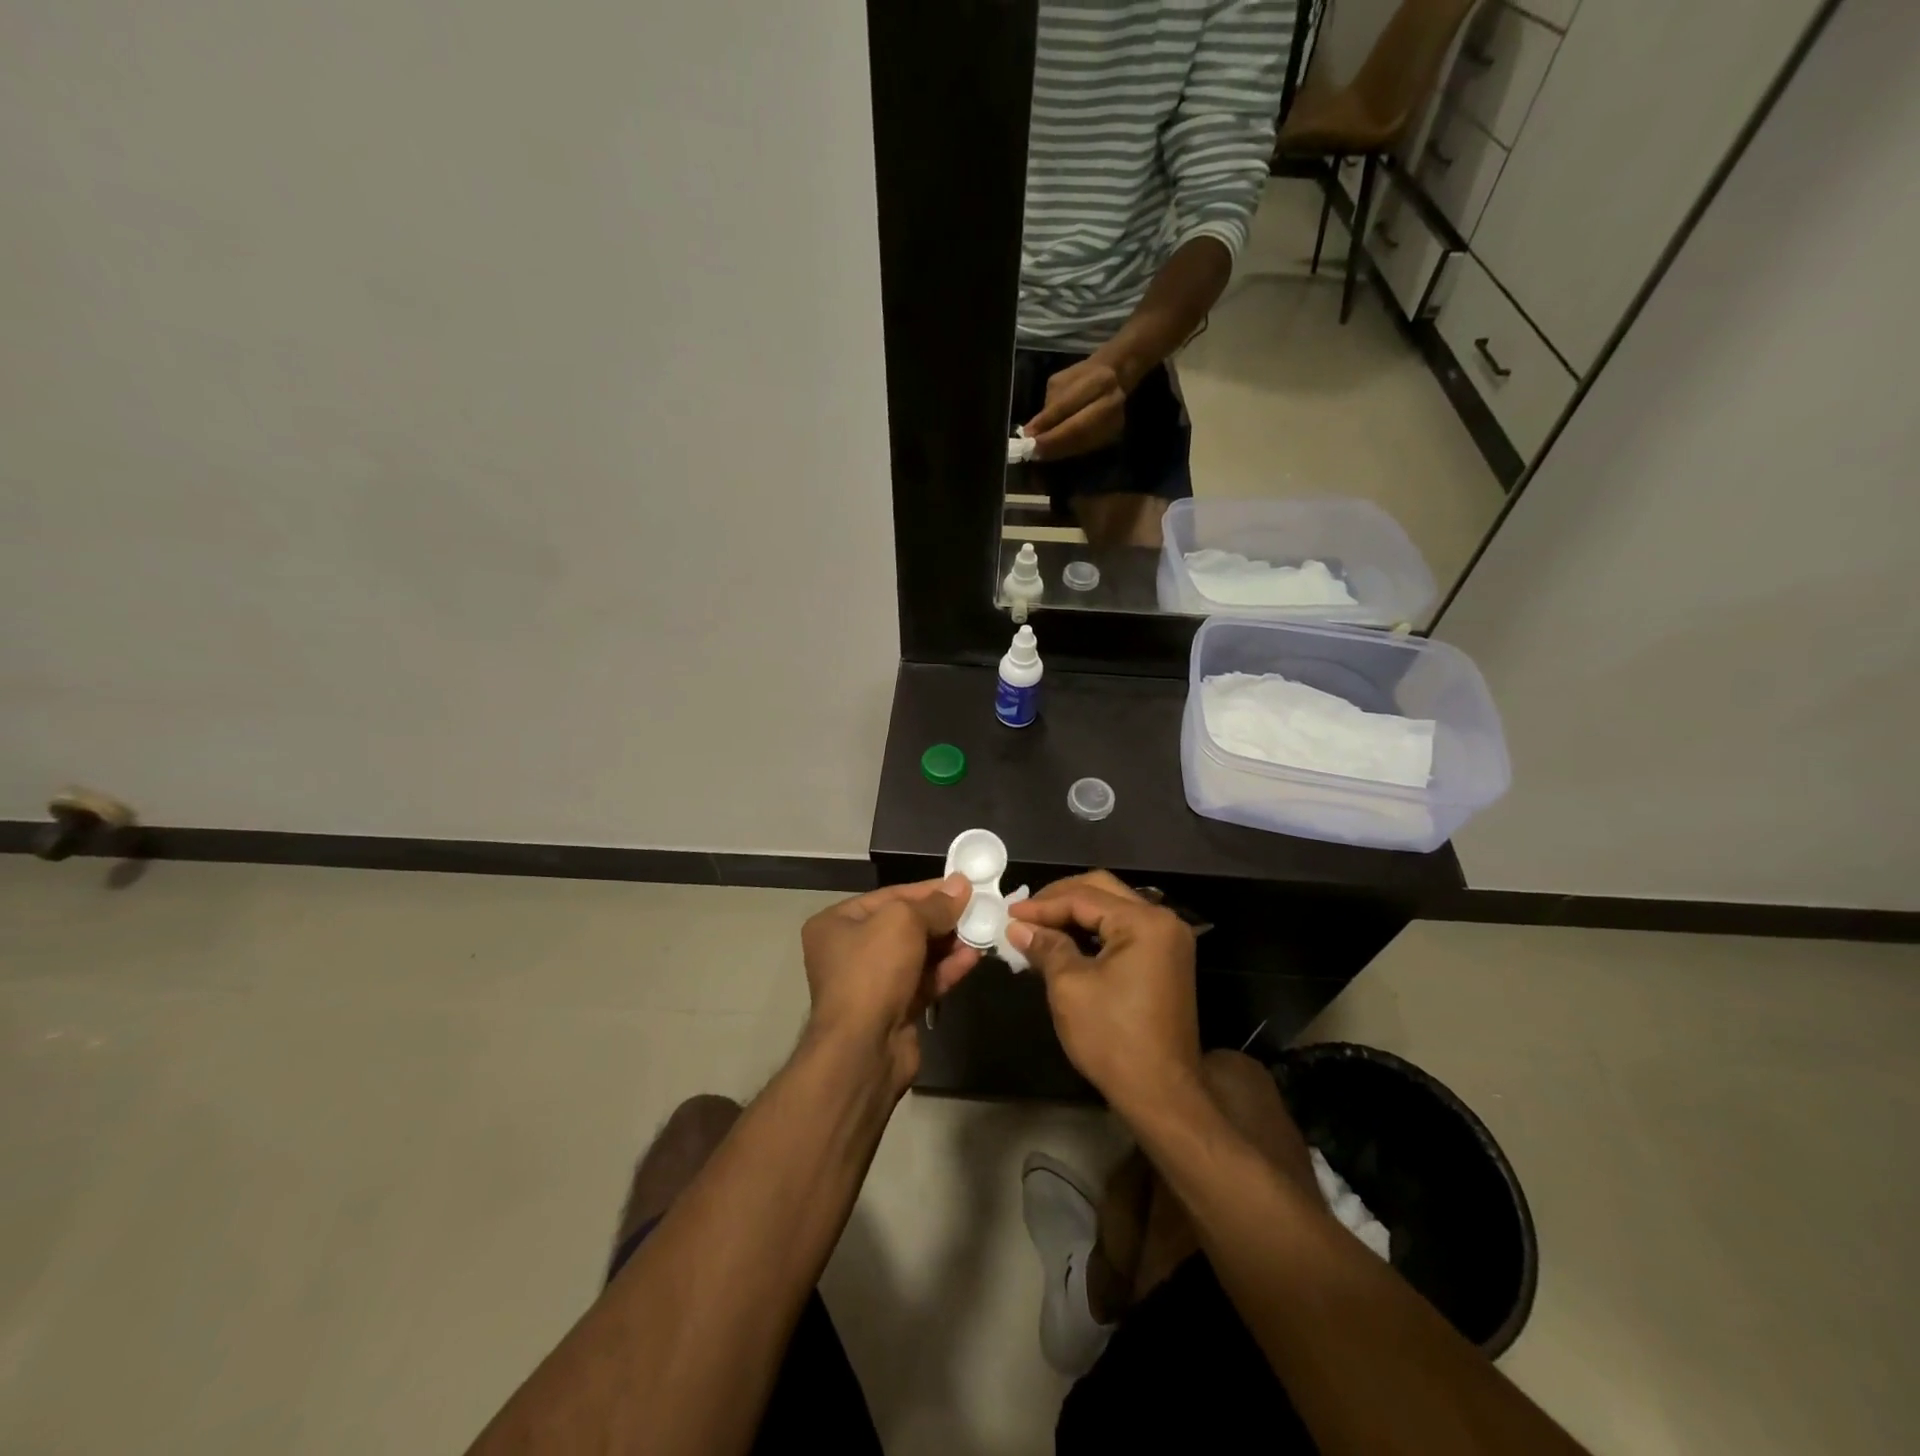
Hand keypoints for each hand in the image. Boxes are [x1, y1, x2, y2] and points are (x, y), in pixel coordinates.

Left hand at [800, 875, 981, 1095]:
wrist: (863, 1049)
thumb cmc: (873, 970)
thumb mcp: (904, 922)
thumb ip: (935, 904)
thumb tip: (961, 885)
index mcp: (838, 923)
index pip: (891, 896)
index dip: (929, 889)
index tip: (964, 885)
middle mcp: (850, 950)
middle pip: (905, 925)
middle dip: (942, 918)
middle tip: (979, 908)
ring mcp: (872, 982)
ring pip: (918, 954)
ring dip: (950, 943)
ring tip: (983, 930)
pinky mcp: (894, 1008)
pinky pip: (924, 980)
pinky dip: (948, 968)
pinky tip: (974, 956)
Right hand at [1007, 871, 1199, 1112]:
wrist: (1161, 1094)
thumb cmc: (1112, 1038)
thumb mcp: (1069, 987)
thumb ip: (1045, 947)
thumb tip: (1018, 927)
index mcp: (1144, 922)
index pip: (1084, 898)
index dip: (1042, 905)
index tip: (1008, 913)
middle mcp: (1163, 921)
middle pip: (1102, 891)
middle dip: (1059, 900)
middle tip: (1024, 914)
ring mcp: (1168, 941)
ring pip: (1113, 909)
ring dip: (1075, 915)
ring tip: (1038, 927)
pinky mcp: (1165, 960)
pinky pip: (1123, 931)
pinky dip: (1093, 933)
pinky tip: (1064, 944)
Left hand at [1023, 355, 1130, 460]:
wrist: (1116, 377)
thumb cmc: (1082, 379)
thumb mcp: (1061, 384)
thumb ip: (1049, 408)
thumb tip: (1030, 433)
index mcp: (1098, 380)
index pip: (1068, 406)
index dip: (1047, 423)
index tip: (1028, 437)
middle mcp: (1112, 401)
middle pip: (1078, 429)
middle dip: (1053, 443)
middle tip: (1033, 452)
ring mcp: (1116, 420)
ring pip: (1083, 443)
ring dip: (1059, 452)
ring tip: (1040, 455)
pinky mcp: (1114, 435)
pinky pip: (1087, 448)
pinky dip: (1068, 452)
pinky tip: (1054, 455)